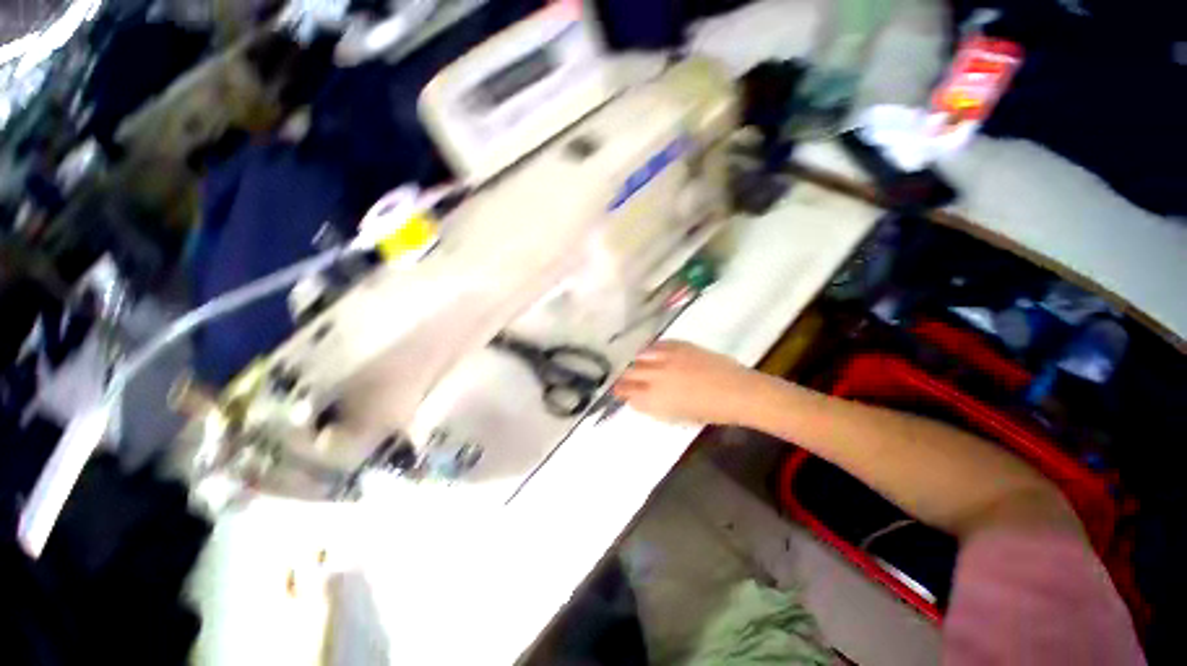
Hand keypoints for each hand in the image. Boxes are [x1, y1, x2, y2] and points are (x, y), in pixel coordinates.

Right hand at [612, 341, 764, 424]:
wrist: (737, 392)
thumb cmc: (709, 412)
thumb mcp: (676, 416)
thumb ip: (653, 406)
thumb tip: (638, 399)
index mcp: (655, 399)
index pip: (627, 393)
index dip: (620, 391)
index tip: (617, 390)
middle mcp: (656, 377)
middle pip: (629, 373)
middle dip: (623, 376)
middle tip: (621, 377)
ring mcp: (667, 359)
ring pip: (640, 357)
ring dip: (634, 361)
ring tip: (634, 362)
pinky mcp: (678, 346)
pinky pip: (656, 345)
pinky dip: (650, 349)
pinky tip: (648, 351)